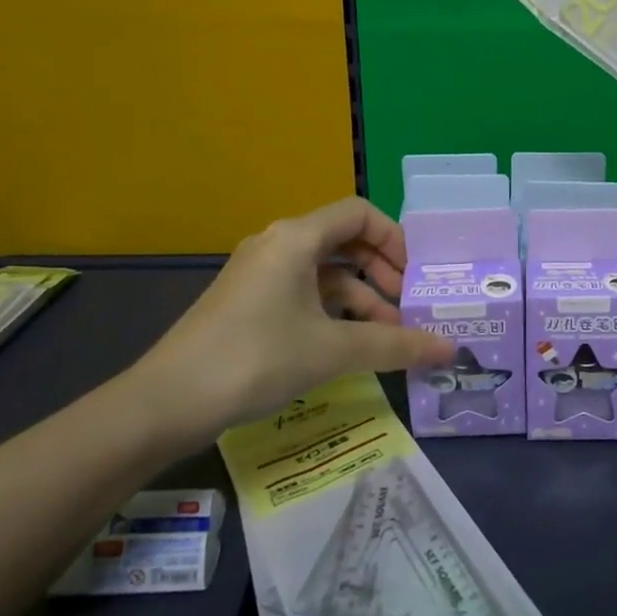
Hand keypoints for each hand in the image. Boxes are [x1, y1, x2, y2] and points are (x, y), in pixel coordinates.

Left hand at [120, 198, 453, 438]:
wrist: (167, 402)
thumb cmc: (256, 358)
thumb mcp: (333, 350)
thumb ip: (396, 345)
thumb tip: (450, 349)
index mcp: (296, 238)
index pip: (359, 213)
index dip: (394, 239)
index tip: (415, 276)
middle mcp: (277, 244)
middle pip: (344, 240)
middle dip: (381, 271)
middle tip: (407, 306)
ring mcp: (259, 274)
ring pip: (324, 272)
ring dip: (360, 298)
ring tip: (387, 337)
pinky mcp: (247, 302)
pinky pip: (302, 293)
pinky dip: (331, 312)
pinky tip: (348, 346)